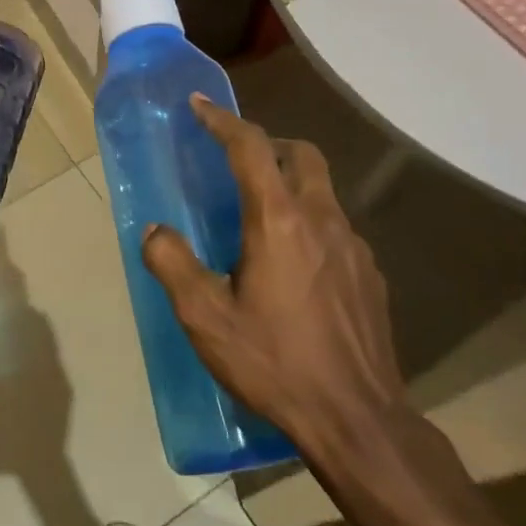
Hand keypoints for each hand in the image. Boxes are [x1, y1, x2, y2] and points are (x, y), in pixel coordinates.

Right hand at [139, 96, 404, 456]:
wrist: (356, 419)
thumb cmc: (274, 363)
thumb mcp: (205, 318)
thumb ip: (172, 264)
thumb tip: (156, 231)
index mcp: (278, 221)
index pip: (251, 147)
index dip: (222, 120)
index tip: (200, 106)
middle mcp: (322, 220)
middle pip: (301, 154)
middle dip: (267, 143)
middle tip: (237, 159)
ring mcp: (354, 247)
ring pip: (323, 190)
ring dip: (290, 183)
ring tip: (259, 217)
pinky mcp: (370, 275)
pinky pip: (336, 227)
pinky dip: (310, 221)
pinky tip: (293, 265)